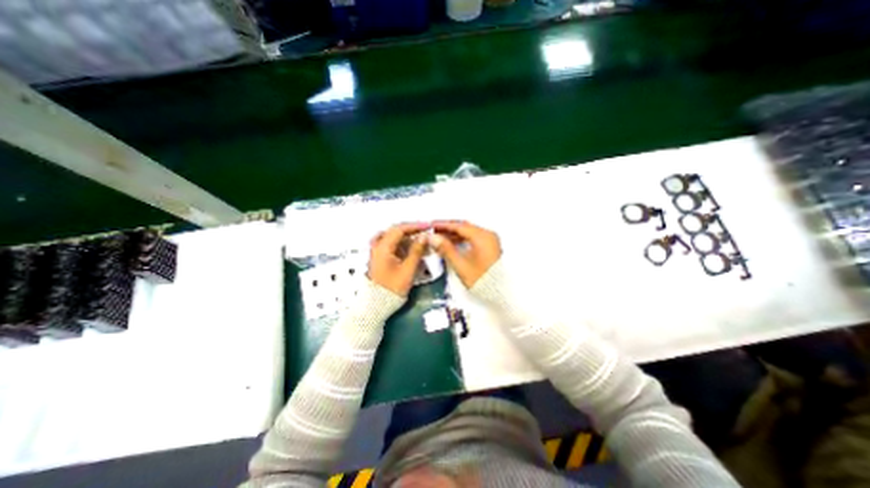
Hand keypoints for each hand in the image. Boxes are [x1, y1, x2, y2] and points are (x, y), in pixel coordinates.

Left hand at [366, 223, 426, 294]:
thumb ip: (416, 251)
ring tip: (421, 242)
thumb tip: (424, 237)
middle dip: (412, 231)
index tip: (427, 227)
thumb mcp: (408, 269)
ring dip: (408, 238)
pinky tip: (412, 250)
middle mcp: (377, 246)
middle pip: (396, 231)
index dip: (415, 226)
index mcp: (383, 247)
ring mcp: (377, 251)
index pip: (399, 229)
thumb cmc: (392, 288)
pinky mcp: (380, 257)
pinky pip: (392, 245)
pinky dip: (403, 245)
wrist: (377, 304)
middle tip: (425, 232)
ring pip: (394, 237)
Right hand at [427, 220, 503, 290]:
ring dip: (454, 234)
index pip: (459, 226)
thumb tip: (433, 238)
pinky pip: (473, 238)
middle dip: (448, 229)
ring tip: (439, 238)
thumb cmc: (482, 279)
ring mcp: (490, 240)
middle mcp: (488, 235)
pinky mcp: (489, 246)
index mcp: (482, 237)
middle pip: (464, 227)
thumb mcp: (461, 264)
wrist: (500, 292)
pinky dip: (462, 239)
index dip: (443, 225)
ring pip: (468, 232)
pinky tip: (451, 244)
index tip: (432, 225)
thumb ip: (446, 249)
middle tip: (434, 231)